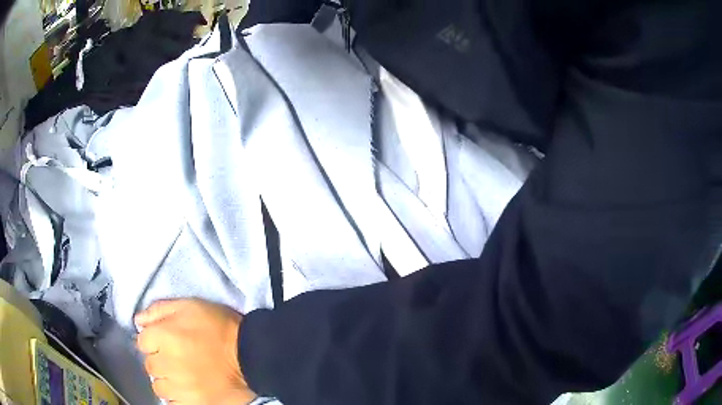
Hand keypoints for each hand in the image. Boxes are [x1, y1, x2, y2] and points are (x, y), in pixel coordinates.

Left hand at [135, 299, 256, 404]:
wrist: (252, 356)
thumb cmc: (219, 327)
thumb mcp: (190, 306)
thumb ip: (159, 310)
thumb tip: (138, 321)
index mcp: (165, 336)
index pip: (142, 342)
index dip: (153, 340)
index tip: (166, 341)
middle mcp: (168, 363)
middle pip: (150, 365)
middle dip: (160, 360)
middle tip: (176, 359)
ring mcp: (181, 387)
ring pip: (159, 387)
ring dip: (167, 381)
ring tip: (181, 377)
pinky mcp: (195, 404)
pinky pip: (173, 404)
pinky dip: (176, 398)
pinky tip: (186, 390)